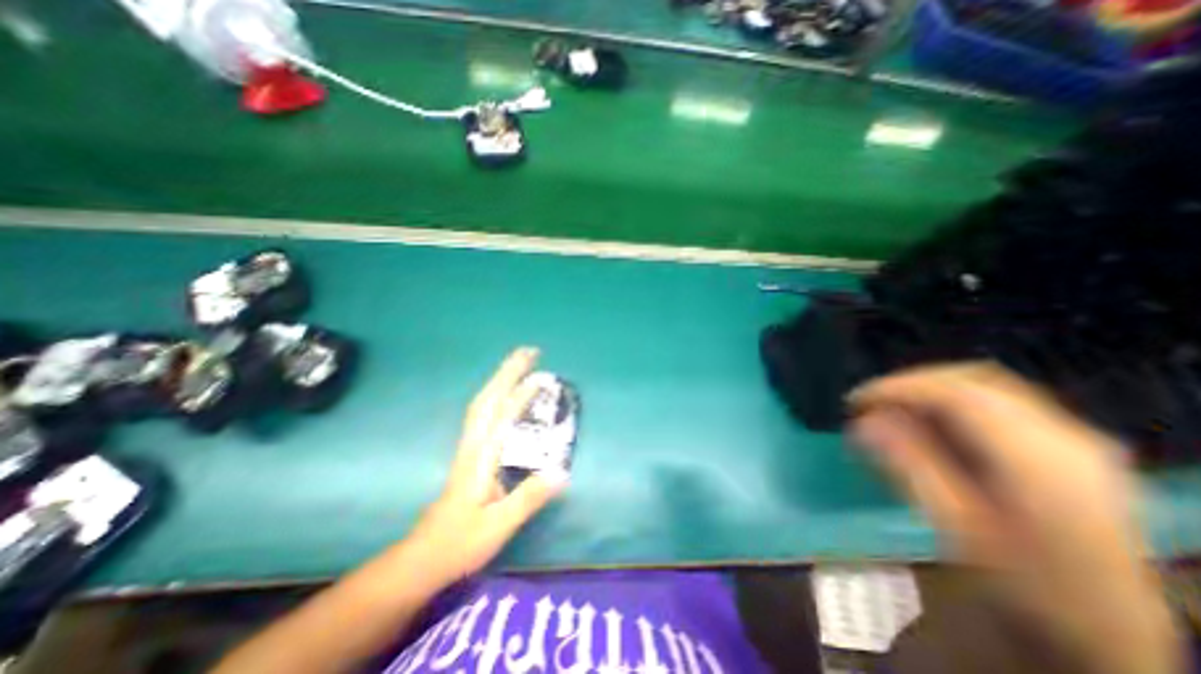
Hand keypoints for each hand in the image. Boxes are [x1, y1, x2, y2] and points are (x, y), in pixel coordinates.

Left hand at [406, 350, 566, 587]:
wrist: (423, 557)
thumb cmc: (460, 543)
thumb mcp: (498, 526)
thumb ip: (528, 498)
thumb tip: (562, 471)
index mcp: (480, 457)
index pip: (501, 415)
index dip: (520, 392)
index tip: (541, 376)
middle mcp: (473, 444)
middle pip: (488, 397)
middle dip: (508, 371)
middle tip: (531, 352)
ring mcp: (469, 445)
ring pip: (483, 402)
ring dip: (502, 378)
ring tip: (523, 364)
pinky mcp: (471, 451)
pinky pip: (484, 412)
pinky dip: (497, 394)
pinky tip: (508, 394)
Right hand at [854, 362, 1178, 673]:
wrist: (1110, 634)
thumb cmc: (1026, 586)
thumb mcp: (959, 528)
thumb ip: (911, 466)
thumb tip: (863, 423)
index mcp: (1039, 459)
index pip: (956, 394)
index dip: (897, 388)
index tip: (855, 402)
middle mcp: (1064, 436)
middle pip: (972, 380)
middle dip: (910, 384)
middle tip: (870, 404)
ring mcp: (1072, 438)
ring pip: (984, 386)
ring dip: (929, 391)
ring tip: (891, 411)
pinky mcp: (1066, 446)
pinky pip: (996, 402)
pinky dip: (951, 402)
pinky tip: (929, 424)